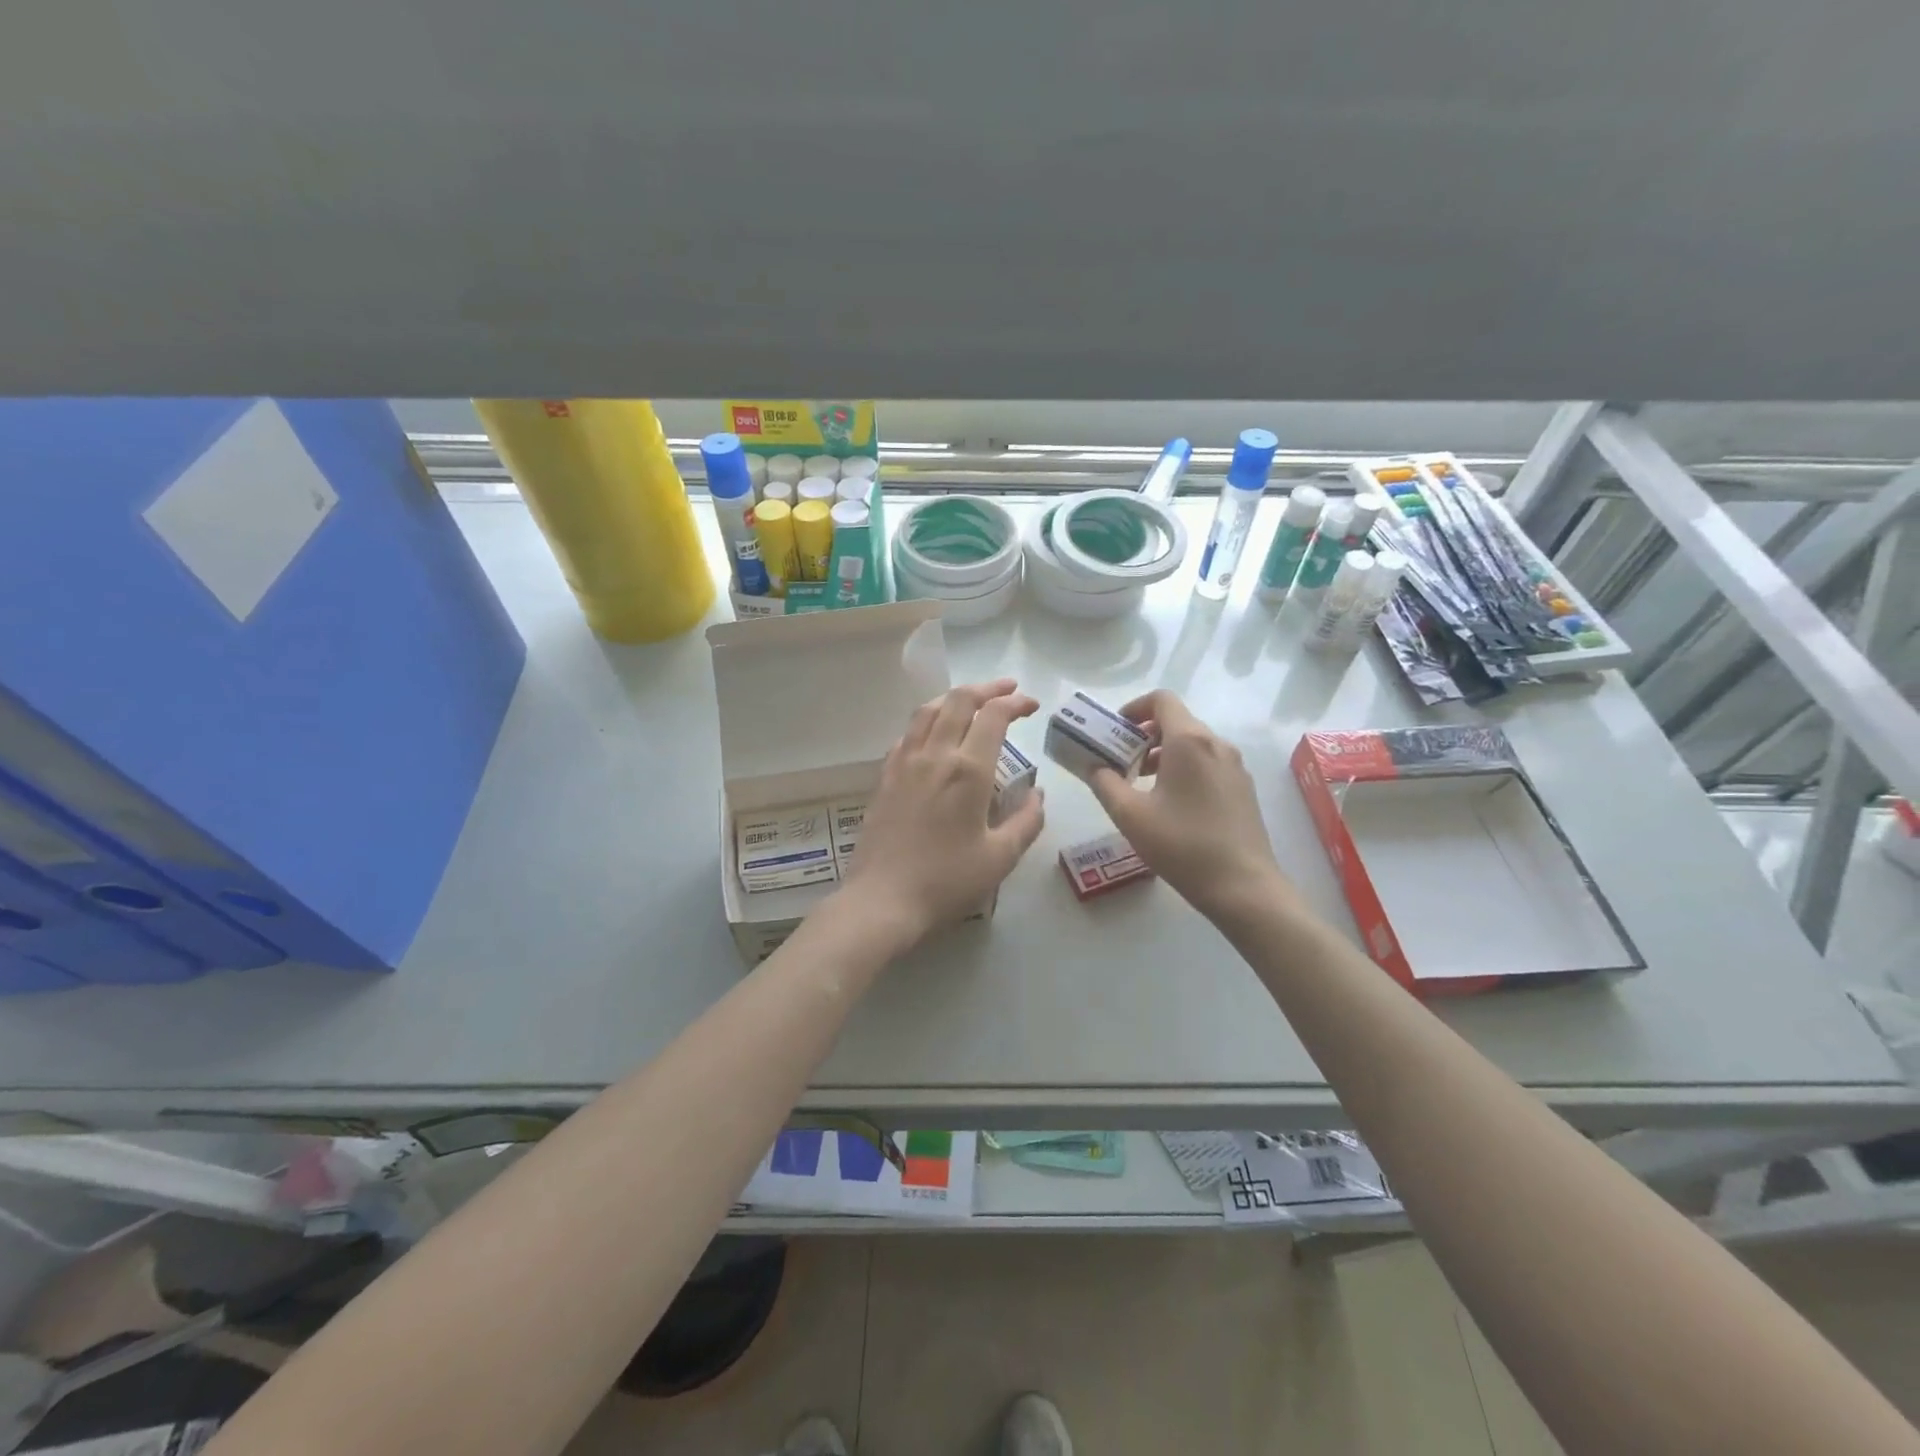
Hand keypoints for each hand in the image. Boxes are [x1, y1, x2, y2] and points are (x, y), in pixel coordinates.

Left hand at [839, 679, 1046, 948]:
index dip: (1015, 703)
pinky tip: (934, 734)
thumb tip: (1038, 794)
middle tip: (1007, 690)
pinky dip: (927, 721)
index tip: (1031, 705)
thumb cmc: (947, 881)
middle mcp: (935, 755)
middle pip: (958, 701)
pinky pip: (907, 734)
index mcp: (968, 770)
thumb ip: (1027, 821)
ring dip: (954, 698)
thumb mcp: (1000, 858)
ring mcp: (904, 762)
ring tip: (971, 701)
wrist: (883, 899)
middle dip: (986, 689)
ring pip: (928, 710)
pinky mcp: (885, 776)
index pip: (994, 716)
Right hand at [1086, 689, 1288, 923]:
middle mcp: (1216, 744)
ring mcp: (1235, 767)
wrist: (1242, 886)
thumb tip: (1094, 766)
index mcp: (1189, 741)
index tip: (1115, 732)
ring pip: (1193, 744)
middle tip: (1121, 763)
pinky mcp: (1243, 789)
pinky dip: (1184, 770)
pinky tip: (1171, 806)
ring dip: (1163, 755)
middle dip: (1144, 736)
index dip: (1134, 708)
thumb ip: (1104, 783)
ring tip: (1141, 787)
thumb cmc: (1182, 844)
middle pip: (1176, 722)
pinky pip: (1208, 764)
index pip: (1161, 700)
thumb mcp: (1129, 815)